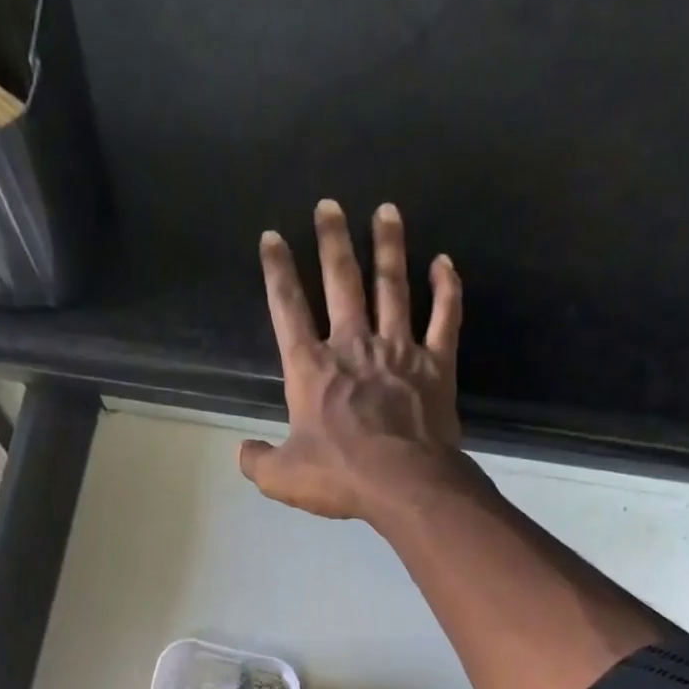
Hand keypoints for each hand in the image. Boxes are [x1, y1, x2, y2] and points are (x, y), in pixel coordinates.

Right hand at [240, 199, 466, 522]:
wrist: (404, 484)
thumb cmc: (339, 477)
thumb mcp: (281, 478)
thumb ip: (257, 461)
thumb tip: (242, 451)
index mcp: (311, 369)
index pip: (287, 309)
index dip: (277, 271)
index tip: (272, 237)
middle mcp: (353, 346)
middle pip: (341, 282)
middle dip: (332, 241)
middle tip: (329, 204)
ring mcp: (398, 351)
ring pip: (393, 286)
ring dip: (389, 247)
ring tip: (386, 210)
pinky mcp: (436, 364)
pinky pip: (445, 317)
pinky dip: (447, 288)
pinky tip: (445, 262)